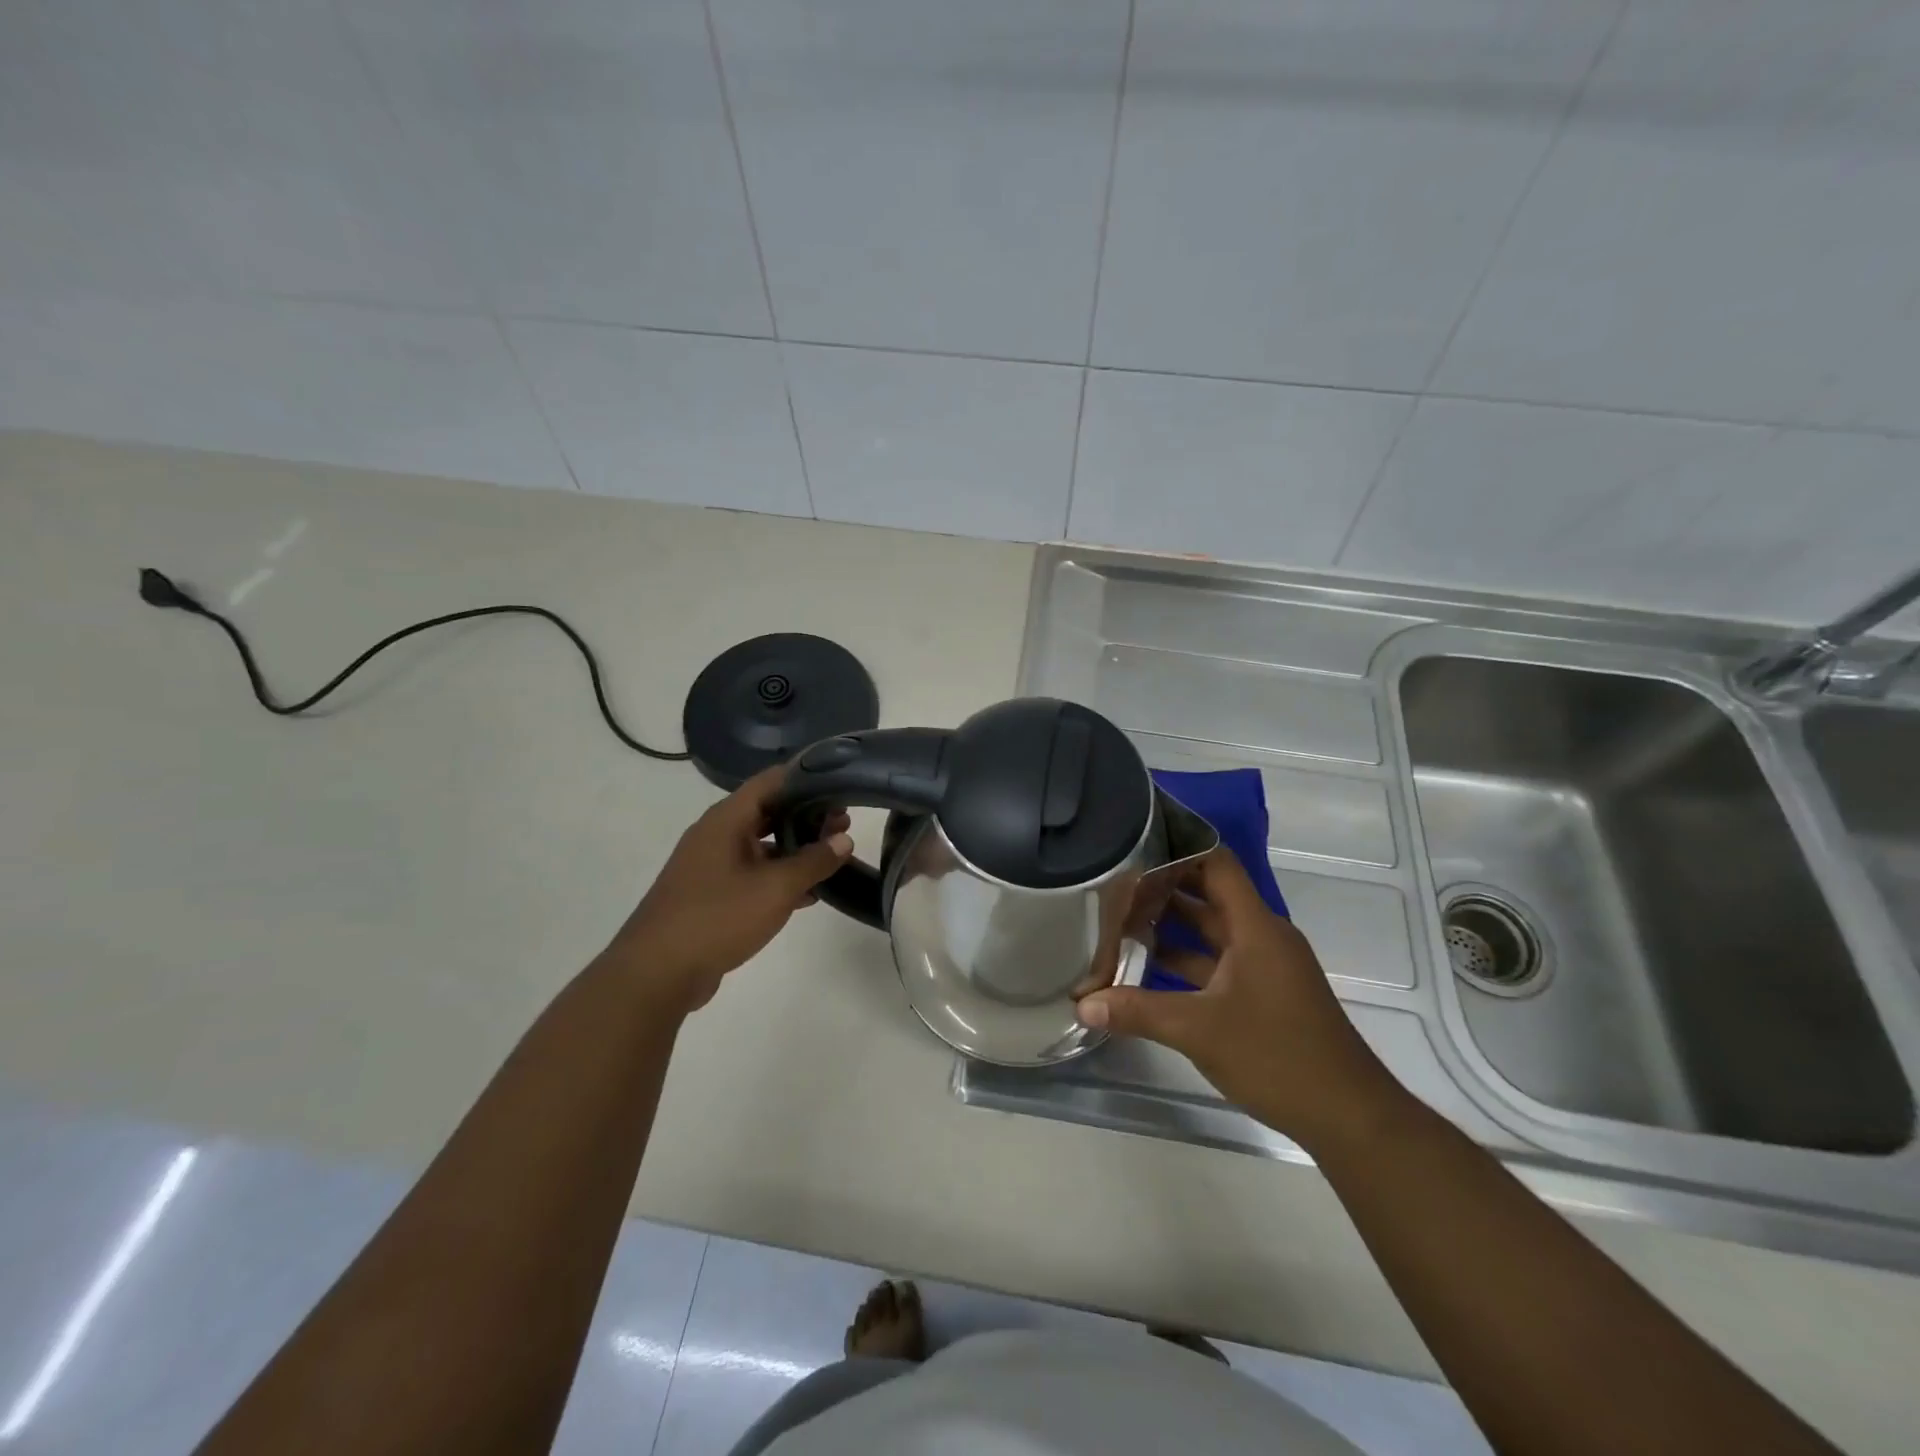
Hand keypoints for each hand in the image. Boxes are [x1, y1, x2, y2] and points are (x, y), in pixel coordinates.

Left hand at [604, 765, 853, 1014]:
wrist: (657, 973)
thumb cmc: (718, 917)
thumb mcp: (776, 888)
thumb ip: (814, 861)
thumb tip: (843, 840)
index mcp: (727, 820)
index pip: (771, 781)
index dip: (807, 777)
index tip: (840, 783)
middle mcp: (717, 834)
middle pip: (769, 811)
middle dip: (807, 815)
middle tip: (845, 823)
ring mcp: (711, 864)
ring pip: (762, 844)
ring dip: (796, 848)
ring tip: (834, 855)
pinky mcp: (711, 893)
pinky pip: (753, 873)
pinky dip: (780, 875)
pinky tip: (809, 894)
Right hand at [1076, 849, 1401, 1150]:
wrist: (1349, 1117)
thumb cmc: (1278, 1056)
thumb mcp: (1199, 1029)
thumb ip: (1138, 1011)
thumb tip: (1082, 1004)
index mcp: (1254, 927)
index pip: (1215, 864)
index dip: (1177, 848)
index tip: (1134, 844)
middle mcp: (1261, 937)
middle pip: (1207, 896)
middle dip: (1162, 890)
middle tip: (1111, 884)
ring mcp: (1264, 968)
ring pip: (1210, 933)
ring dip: (1170, 929)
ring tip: (1118, 923)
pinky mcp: (1263, 995)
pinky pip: (1216, 964)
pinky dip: (1184, 963)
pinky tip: (1145, 972)